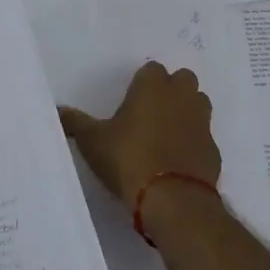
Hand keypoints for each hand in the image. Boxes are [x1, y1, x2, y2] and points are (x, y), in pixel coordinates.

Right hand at [59, 61, 219, 208]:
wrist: (172, 200)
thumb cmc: (128, 159)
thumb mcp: (92, 141)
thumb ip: (74, 122)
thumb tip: (56, 110)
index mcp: (152, 87)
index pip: (152, 69)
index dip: (143, 82)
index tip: (131, 100)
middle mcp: (181, 97)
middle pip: (182, 80)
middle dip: (171, 90)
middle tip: (150, 112)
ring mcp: (202, 122)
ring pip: (198, 104)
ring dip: (186, 111)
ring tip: (166, 133)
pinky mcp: (213, 149)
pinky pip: (204, 137)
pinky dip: (194, 142)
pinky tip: (177, 161)